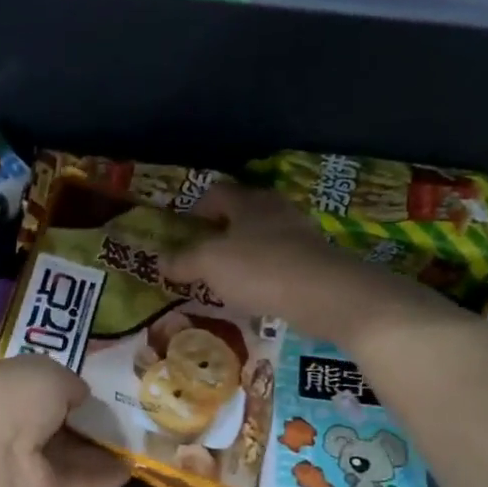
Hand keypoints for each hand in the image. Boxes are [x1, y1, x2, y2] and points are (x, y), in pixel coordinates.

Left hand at [0, 357, 129, 486]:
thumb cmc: (11, 400)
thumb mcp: (46, 372)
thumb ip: (66, 381)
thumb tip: (77, 395)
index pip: (29, 383)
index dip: (57, 382)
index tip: (89, 383)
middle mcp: (5, 423)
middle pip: (48, 419)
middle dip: (79, 416)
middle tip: (119, 411)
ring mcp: (20, 460)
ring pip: (63, 451)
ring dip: (96, 447)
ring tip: (134, 440)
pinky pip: (74, 479)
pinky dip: (100, 475)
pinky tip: (129, 469)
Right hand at [164, 183, 437, 345]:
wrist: (327, 294)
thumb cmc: (260, 269)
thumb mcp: (209, 264)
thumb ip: (183, 261)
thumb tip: (160, 260)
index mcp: (248, 202)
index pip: (217, 192)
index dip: (197, 207)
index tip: (185, 228)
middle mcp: (276, 210)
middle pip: (243, 212)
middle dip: (222, 230)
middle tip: (203, 253)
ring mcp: (300, 234)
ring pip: (263, 236)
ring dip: (244, 252)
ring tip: (227, 277)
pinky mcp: (315, 260)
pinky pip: (280, 260)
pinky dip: (265, 272)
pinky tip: (256, 293)